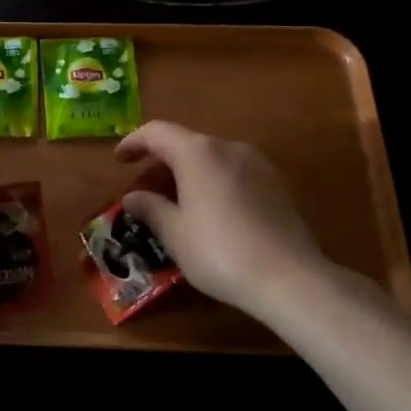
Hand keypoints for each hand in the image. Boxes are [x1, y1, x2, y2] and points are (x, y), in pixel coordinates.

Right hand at [116, 122, 371, 325]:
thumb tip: (132, 197)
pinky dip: (212, 182)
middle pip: (186, 142)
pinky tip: (209, 211)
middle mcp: (228, 147)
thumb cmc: (220, 252)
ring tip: (175, 201)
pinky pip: (233, 172)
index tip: (119, 160)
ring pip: (211, 158)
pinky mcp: (276, 184)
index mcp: (198, 152)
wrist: (291, 278)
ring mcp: (257, 164)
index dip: (133, 142)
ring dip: (188, 172)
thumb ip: (151, 208)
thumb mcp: (175, 234)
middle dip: (161, 161)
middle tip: (144, 188)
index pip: (157, 132)